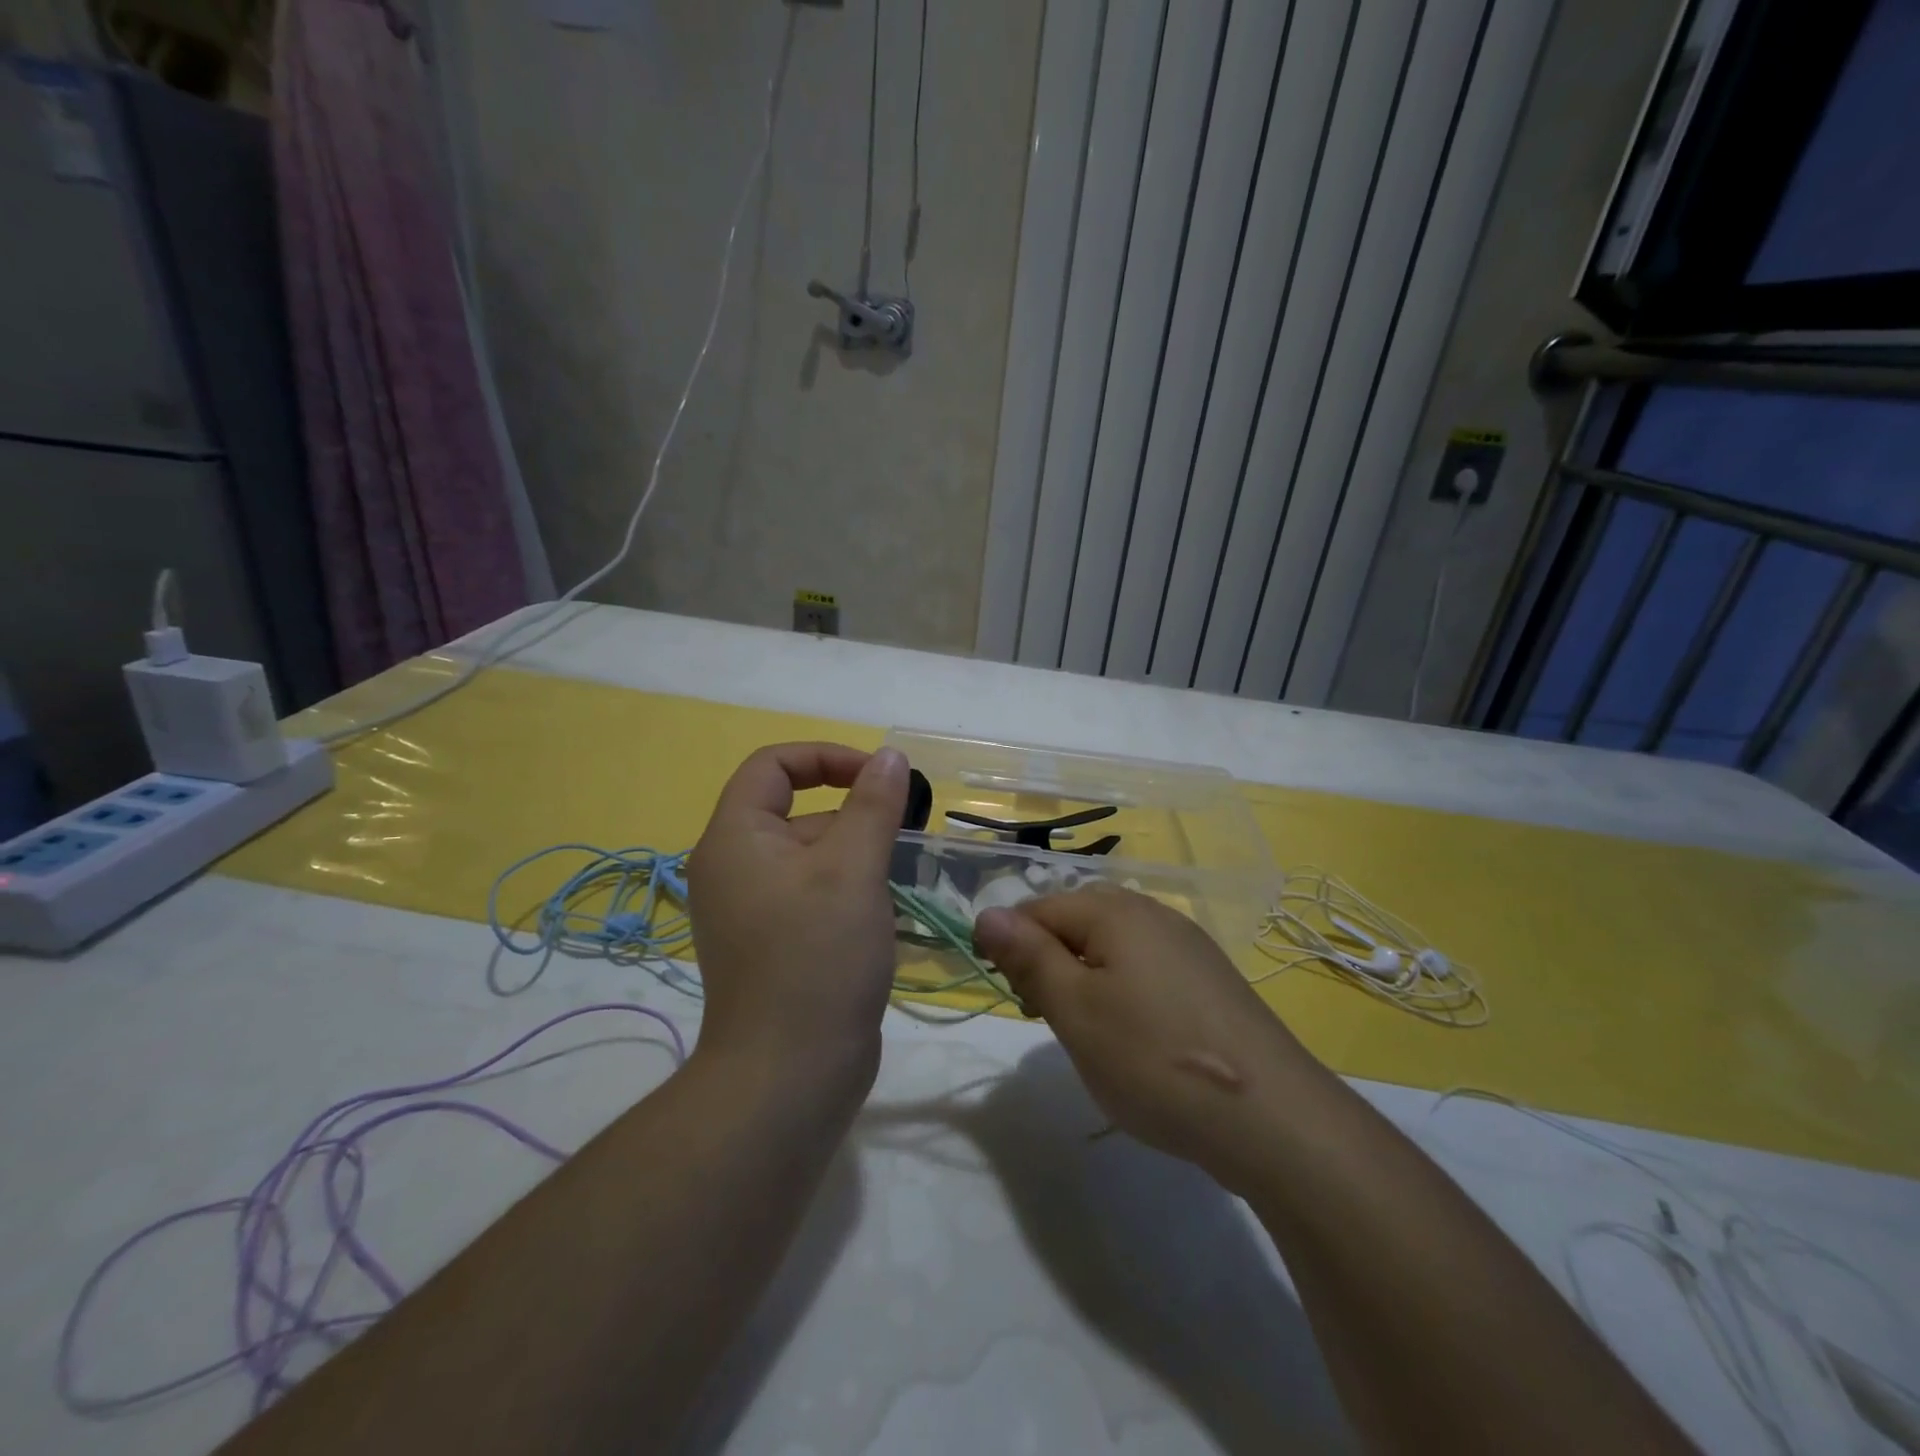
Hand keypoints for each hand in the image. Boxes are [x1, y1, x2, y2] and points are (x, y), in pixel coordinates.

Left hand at [688, 742, 907, 1094]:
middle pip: (796, 811)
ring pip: (810, 855)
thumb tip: (888, 756)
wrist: (789, 1076)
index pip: (773, 765)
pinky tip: (882, 913)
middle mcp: (735, 867)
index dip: (828, 757)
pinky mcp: (774, 943)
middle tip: (902, 837)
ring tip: (898, 879)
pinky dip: (847, 889)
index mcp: (735, 838)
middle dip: (852, 814)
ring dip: (856, 855)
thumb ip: (873, 804)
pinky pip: (812, 893)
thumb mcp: (853, 869)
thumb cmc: (818, 956)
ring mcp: (752, 909)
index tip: (880, 777)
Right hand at [973, 889, 1325, 1189]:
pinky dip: (1125, 995)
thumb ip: (1028, 957)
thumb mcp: (1075, 1010)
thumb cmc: (1154, 1058)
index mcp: (1115, 910)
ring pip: (1113, 948)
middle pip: (1077, 923)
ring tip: (1092, 1037)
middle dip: (1051, 965)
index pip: (1038, 909)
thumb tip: (987, 913)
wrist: (1274, 1117)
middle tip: (1050, 1021)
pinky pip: (1148, 970)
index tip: (1016, 999)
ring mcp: (1188, 945)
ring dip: (1086, 982)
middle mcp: (1153, 913)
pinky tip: (1138, 1041)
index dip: (1012, 948)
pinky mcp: (1211, 980)